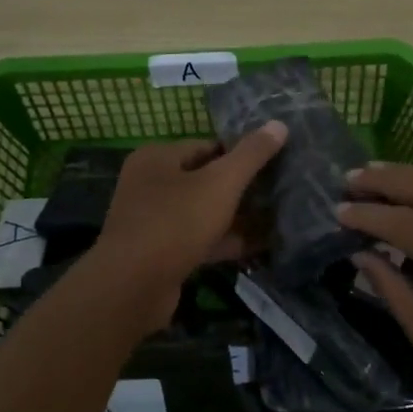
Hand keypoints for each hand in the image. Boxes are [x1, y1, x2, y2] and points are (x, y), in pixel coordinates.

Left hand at [91, 124, 287, 291]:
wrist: (133, 287)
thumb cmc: (176, 222)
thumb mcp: (221, 183)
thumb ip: (251, 155)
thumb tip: (280, 124)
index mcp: (157, 158)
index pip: (207, 146)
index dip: (240, 154)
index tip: (273, 165)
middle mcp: (149, 185)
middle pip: (204, 179)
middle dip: (240, 188)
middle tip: (278, 192)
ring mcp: (152, 221)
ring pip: (202, 212)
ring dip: (236, 217)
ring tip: (276, 218)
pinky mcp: (160, 254)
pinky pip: (199, 240)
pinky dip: (225, 241)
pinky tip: (259, 246)